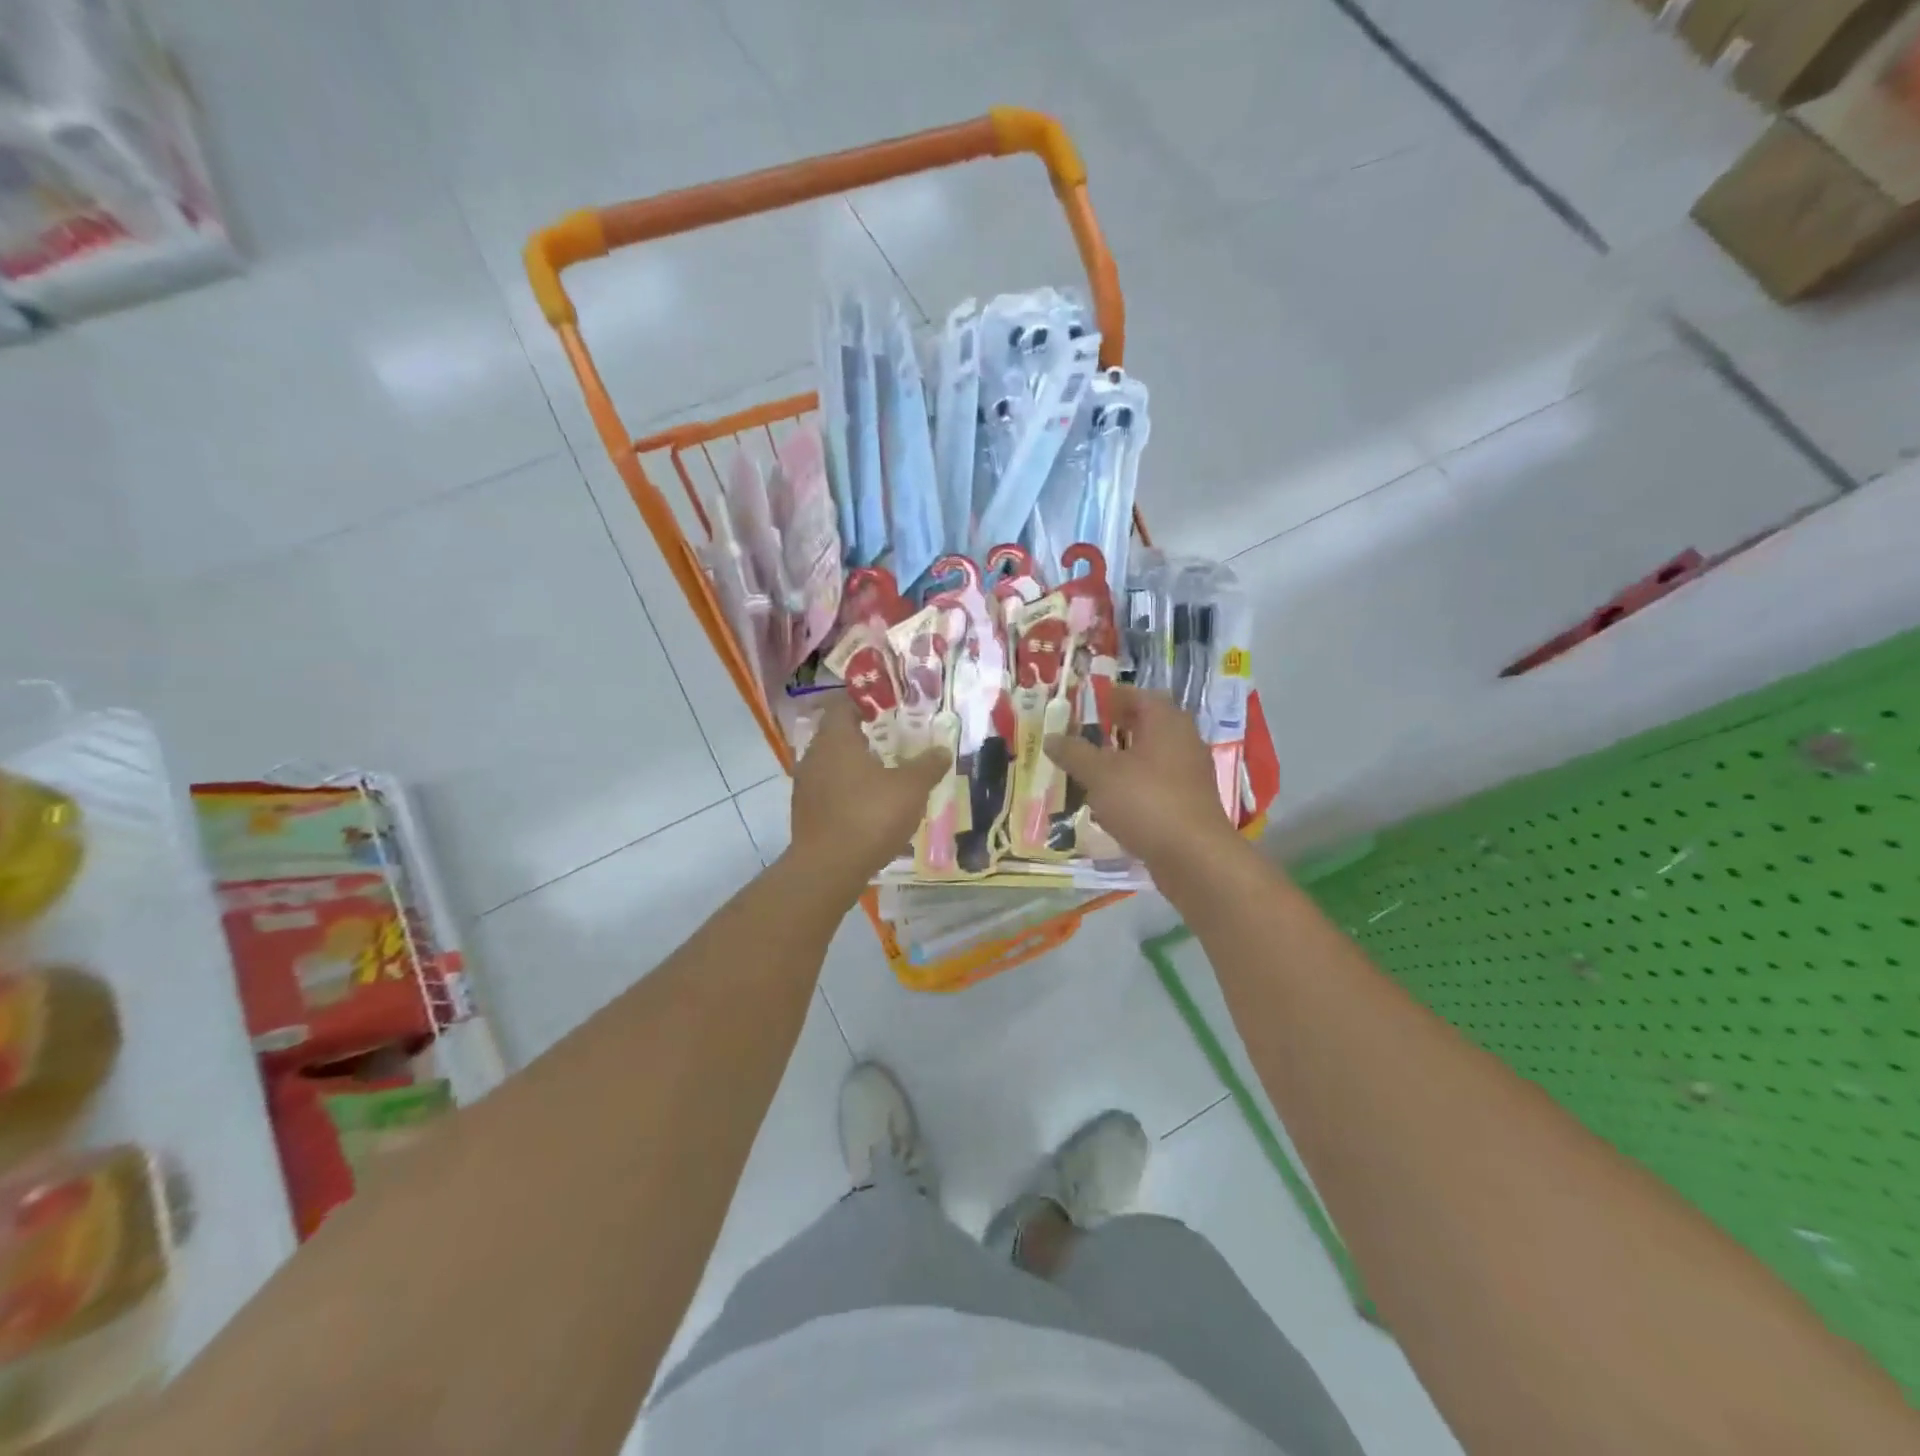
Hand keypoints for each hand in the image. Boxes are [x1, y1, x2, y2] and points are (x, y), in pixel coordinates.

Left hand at [790, 696, 950, 891]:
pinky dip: (847, 789)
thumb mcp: (911, 789)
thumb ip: (927, 765)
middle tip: (894, 740)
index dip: (866, 703)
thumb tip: (942, 749)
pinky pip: (828, 789)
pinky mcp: (805, 811)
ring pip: (832, 763)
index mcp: (835, 739)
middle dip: (864, 736)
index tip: (888, 709)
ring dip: (855, 765)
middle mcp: (814, 755)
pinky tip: (869, 804)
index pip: (844, 705)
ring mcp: (805, 785)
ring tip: (885, 773)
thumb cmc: (869, 816)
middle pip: (837, 734)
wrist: (828, 868)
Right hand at [1044, 685, 1241, 868]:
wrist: (1194, 857)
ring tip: (1089, 770)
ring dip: (1122, 760)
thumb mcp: (1100, 774)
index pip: (1138, 695)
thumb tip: (1051, 737)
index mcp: (1166, 721)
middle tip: (1082, 736)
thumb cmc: (1146, 802)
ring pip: (1150, 757)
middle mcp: (1183, 740)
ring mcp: (1189, 774)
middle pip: (1146, 726)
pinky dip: (1133, 786)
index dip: (1110, 698)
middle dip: (1114, 729)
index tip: (1083, 707)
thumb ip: (1074, 752)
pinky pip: (1156, 784)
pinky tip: (1110, 802)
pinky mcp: (1188, 803)